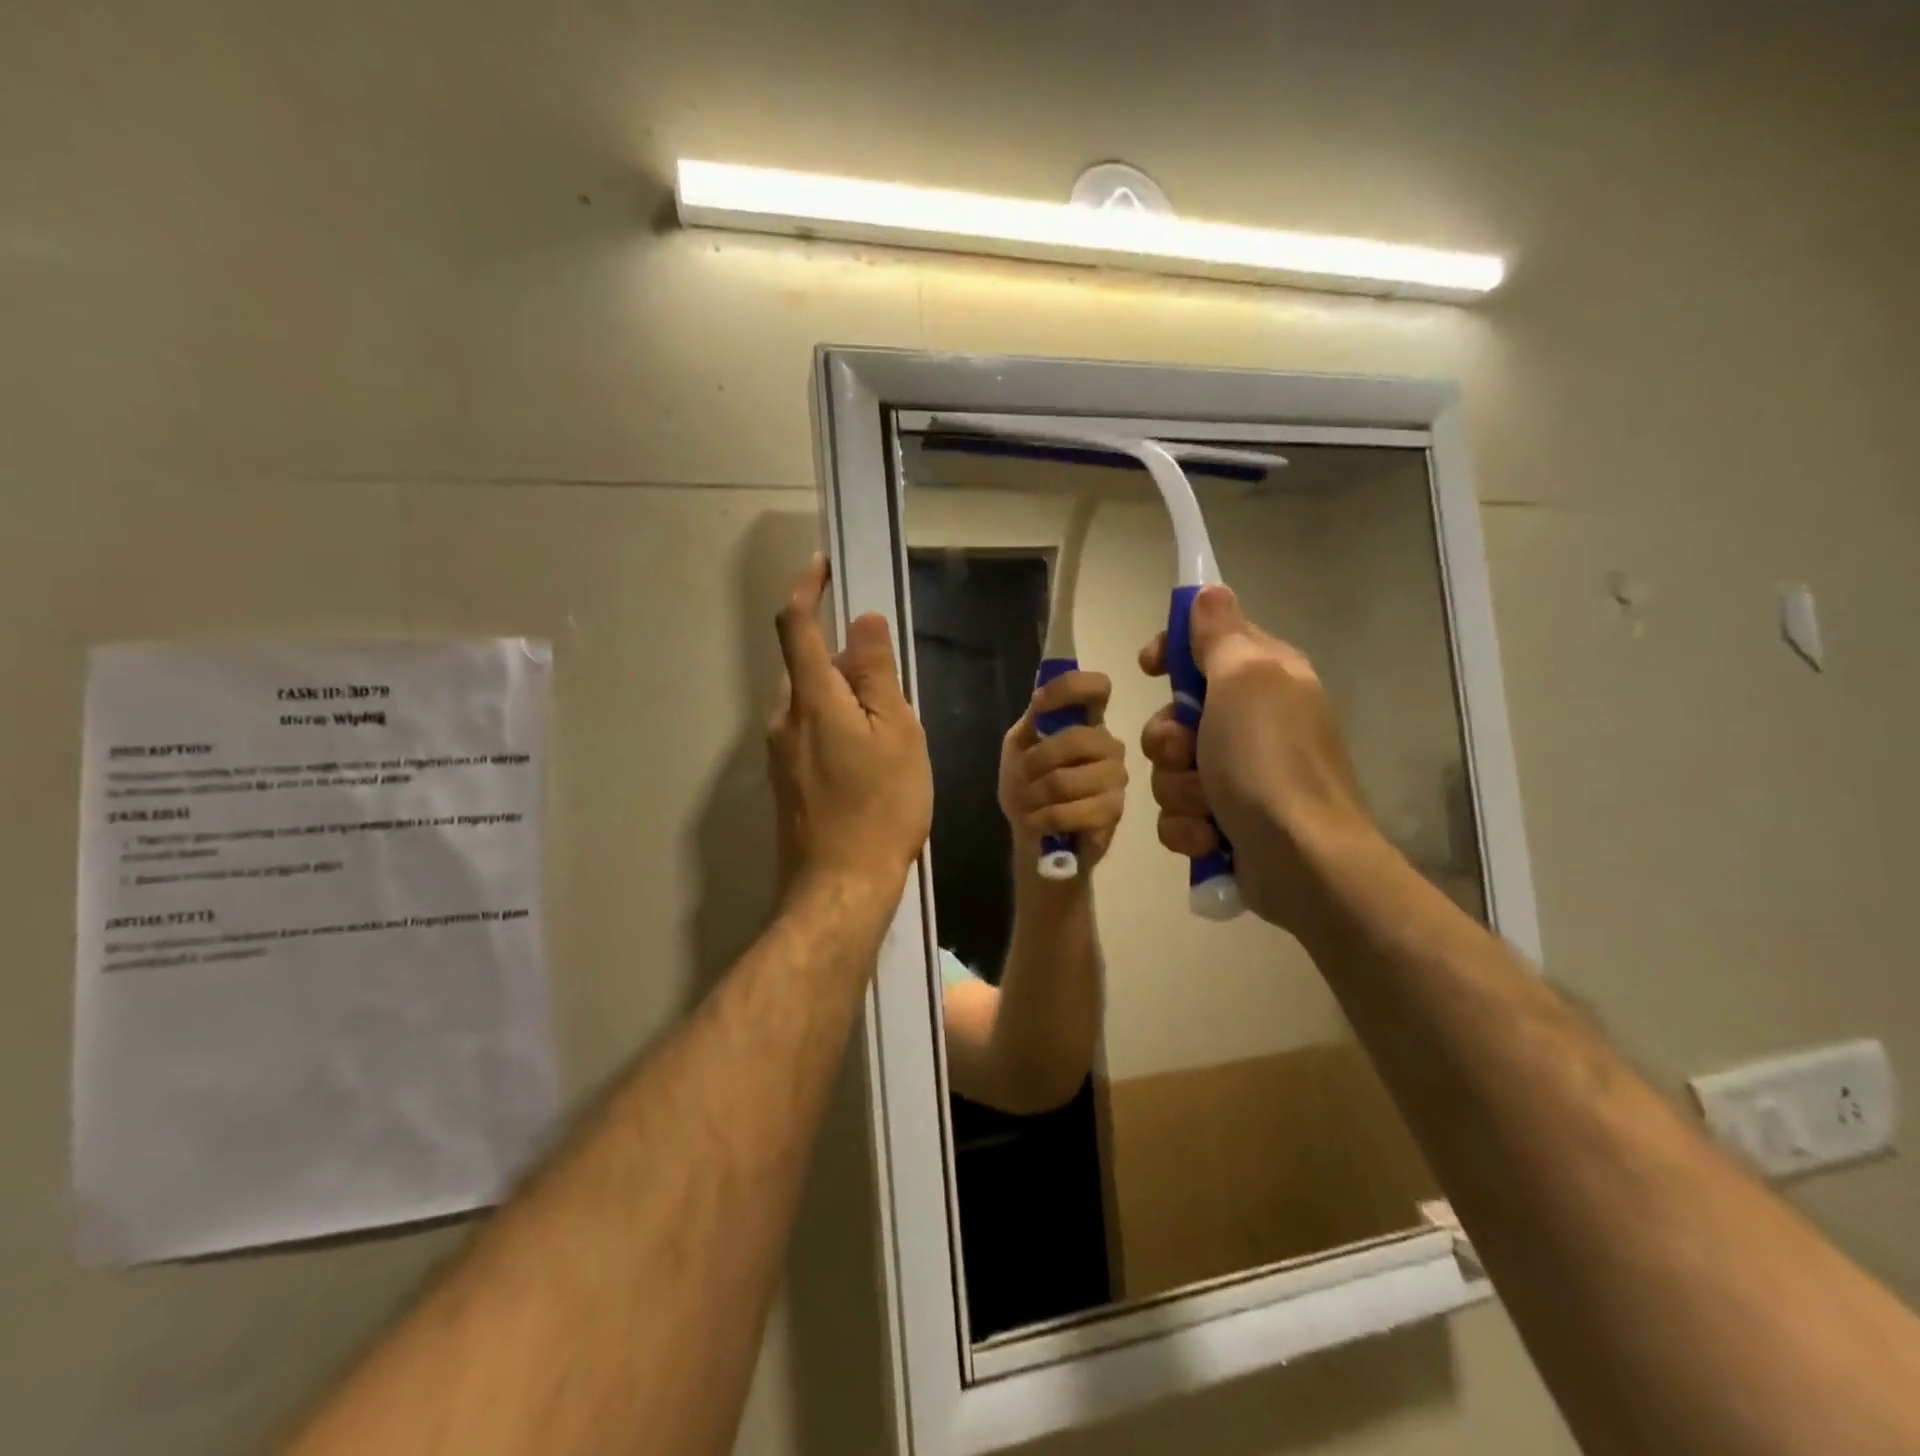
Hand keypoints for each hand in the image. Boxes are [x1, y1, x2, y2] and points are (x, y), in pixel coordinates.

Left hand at [768, 555, 932, 898]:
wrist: (840, 886)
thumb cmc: (881, 806)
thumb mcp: (897, 734)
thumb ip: (877, 674)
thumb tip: (862, 622)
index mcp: (811, 699)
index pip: (796, 627)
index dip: (806, 590)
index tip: (821, 565)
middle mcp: (783, 719)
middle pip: (804, 666)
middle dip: (837, 654)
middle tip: (885, 673)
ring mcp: (779, 754)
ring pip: (808, 702)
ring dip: (840, 693)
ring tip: (886, 723)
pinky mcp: (785, 781)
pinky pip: (808, 732)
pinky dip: (834, 723)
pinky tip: (867, 756)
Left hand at [996, 670, 1128, 871]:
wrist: (1031, 834)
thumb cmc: (1027, 784)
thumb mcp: (1020, 746)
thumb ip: (1034, 720)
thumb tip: (1042, 697)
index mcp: (1088, 721)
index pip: (1097, 688)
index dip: (1069, 688)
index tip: (1039, 704)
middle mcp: (1109, 745)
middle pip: (1077, 739)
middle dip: (1037, 761)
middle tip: (1024, 778)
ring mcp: (1116, 779)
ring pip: (1068, 780)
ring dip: (1036, 795)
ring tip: (1030, 804)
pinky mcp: (1114, 813)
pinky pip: (1073, 812)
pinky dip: (1044, 819)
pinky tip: (1039, 822)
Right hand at [1138, 585, 1377, 931]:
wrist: (1302, 861)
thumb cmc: (1269, 762)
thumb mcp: (1244, 681)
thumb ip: (1220, 635)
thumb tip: (1210, 590)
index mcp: (1265, 678)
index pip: (1207, 644)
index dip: (1173, 652)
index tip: (1150, 666)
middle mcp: (1252, 722)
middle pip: (1174, 715)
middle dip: (1167, 740)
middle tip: (1187, 752)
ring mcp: (1238, 775)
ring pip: (1169, 769)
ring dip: (1178, 789)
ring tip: (1208, 807)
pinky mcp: (1226, 821)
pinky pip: (1179, 813)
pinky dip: (1188, 827)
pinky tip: (1210, 838)